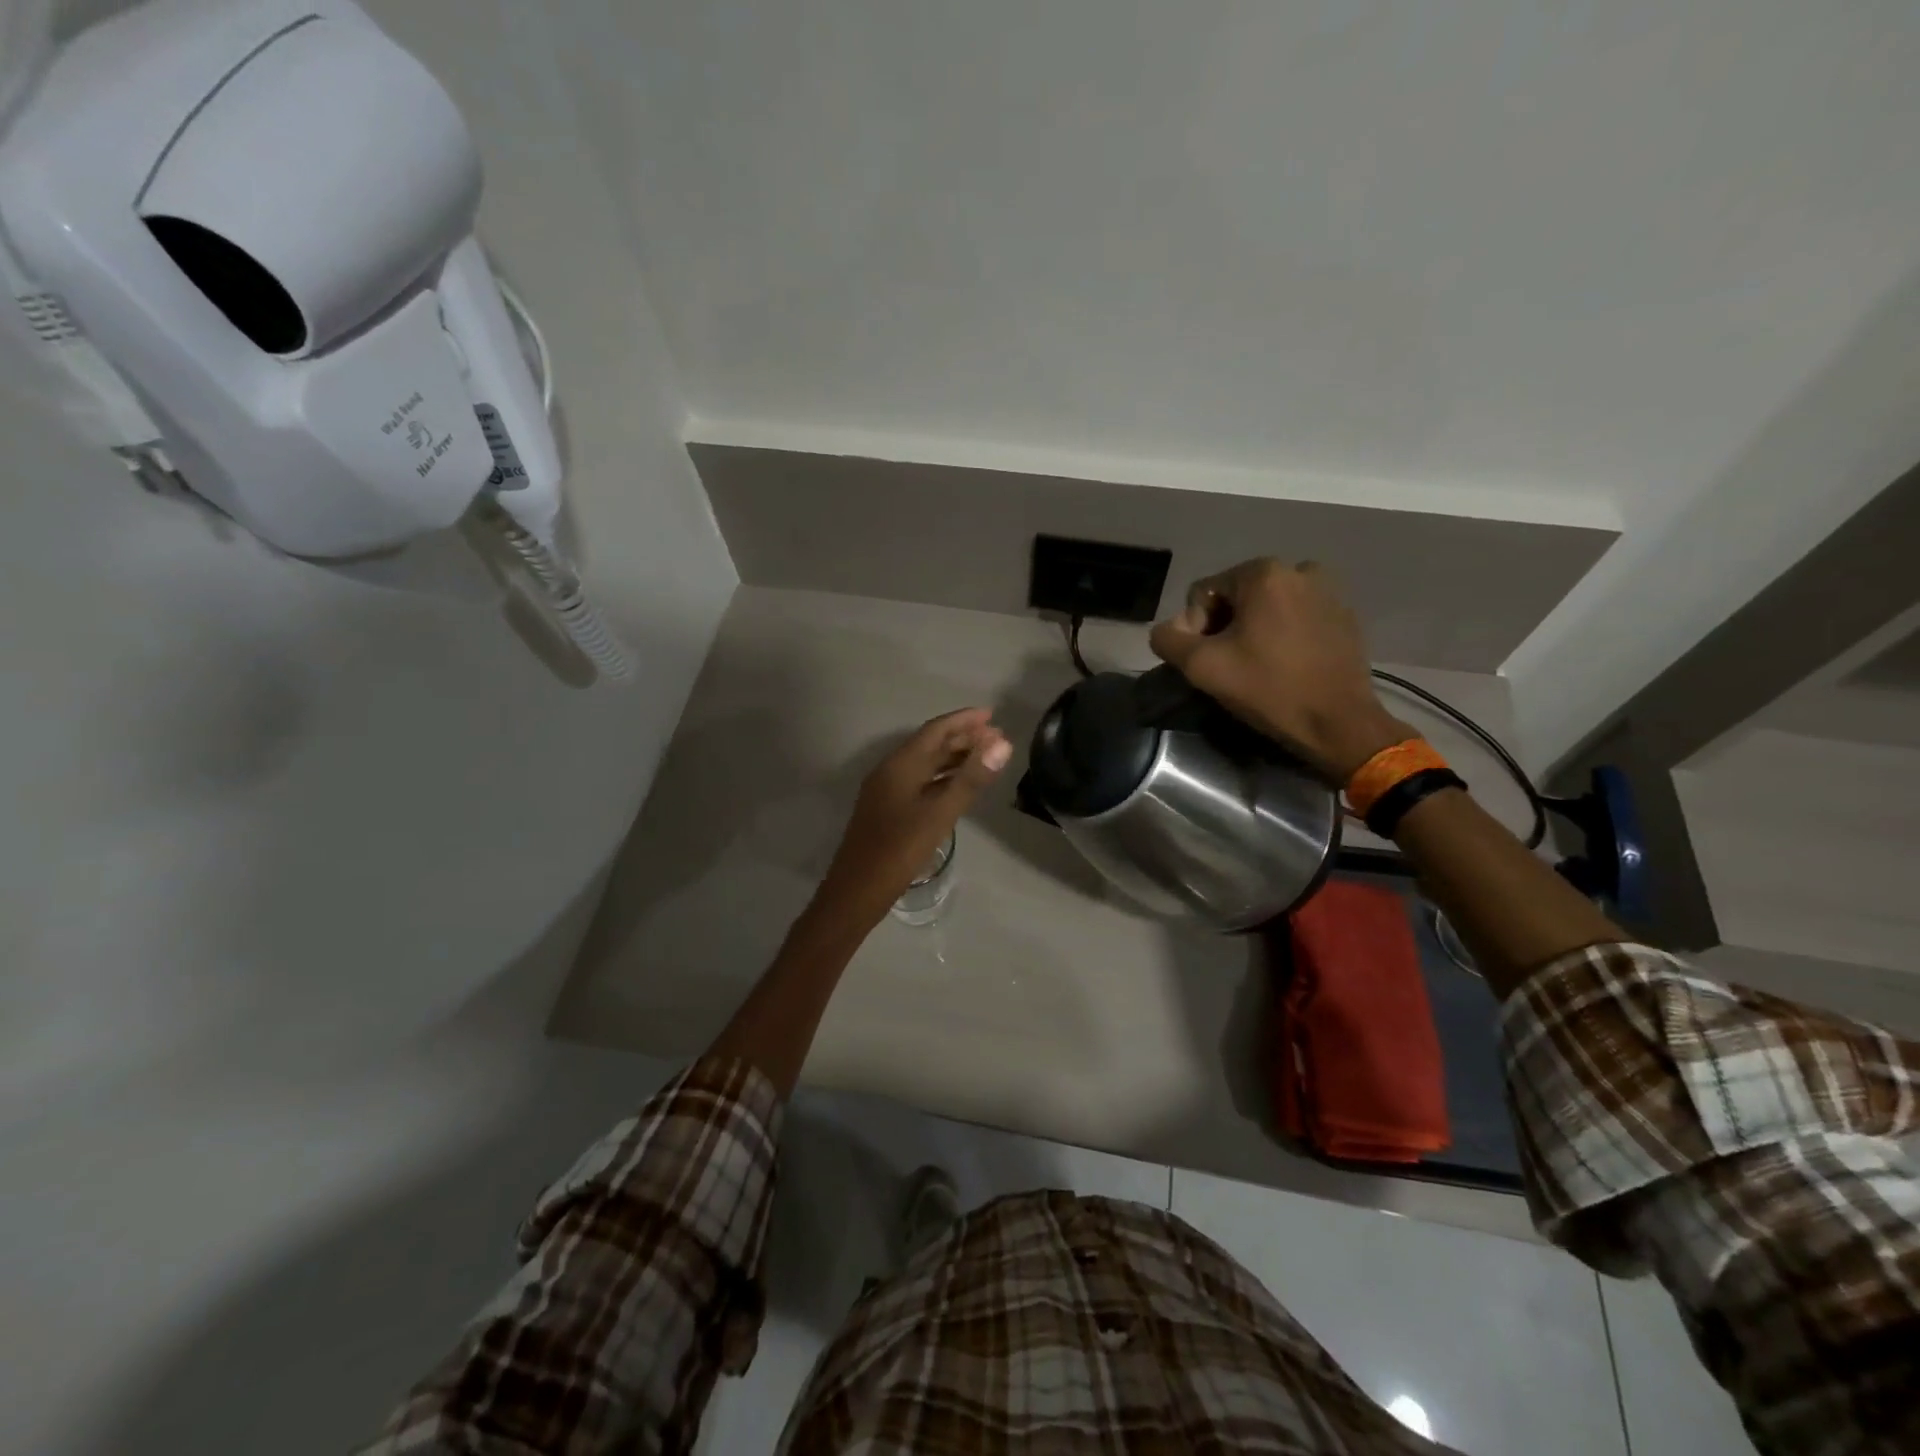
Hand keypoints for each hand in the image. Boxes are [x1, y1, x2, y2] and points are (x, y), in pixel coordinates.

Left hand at [816, 708, 1012, 920]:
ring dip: (953, 758)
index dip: (964, 720)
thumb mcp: (939, 814)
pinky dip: (943, 778)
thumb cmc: (898, 851)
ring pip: (924, 765)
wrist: (856, 892)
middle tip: (996, 737)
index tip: (992, 715)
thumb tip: (1002, 744)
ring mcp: (887, 792)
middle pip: (929, 745)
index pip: (935, 730)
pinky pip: (920, 782)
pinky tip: (959, 787)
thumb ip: (970, 779)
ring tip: (985, 758)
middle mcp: (891, 772)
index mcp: (899, 766)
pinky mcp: (888, 811)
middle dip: (962, 738)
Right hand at [1149, 559, 1411, 782]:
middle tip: (1229, 666)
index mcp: (1264, 573)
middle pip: (1237, 596)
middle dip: (1225, 627)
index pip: (1204, 593)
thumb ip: (1167, 639)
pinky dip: (1283, 636)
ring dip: (1253, 631)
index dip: (1195, 628)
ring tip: (1257, 666)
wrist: (1338, 723)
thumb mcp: (1201, 666)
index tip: (1209, 661)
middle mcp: (1299, 570)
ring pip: (1267, 607)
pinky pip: (1296, 618)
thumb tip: (1168, 630)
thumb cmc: (1268, 689)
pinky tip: (1284, 666)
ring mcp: (1328, 591)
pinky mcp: (1344, 616)